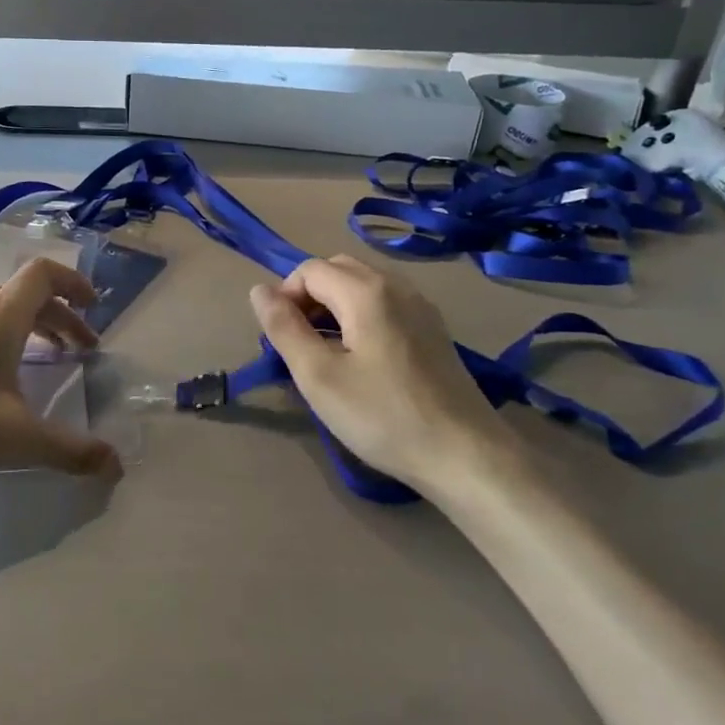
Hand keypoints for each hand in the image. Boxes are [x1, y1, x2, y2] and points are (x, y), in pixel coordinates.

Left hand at [0, 259, 121, 525]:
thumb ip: (68, 451)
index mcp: (0, 318)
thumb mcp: (15, 438)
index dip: (74, 282)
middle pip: (23, 295)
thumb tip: (116, 465)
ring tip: (40, 362)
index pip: (43, 274)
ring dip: (26, 328)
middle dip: (59, 316)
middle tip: (79, 348)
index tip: (95, 306)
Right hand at [249, 256, 524, 493]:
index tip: (280, 340)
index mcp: (366, 291)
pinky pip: (386, 304)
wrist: (465, 454)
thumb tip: (259, 290)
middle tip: (299, 344)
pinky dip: (361, 316)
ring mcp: (421, 307)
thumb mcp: (318, 376)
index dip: (285, 297)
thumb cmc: (382, 416)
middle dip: (308, 297)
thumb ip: (284, 328)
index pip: (309, 270)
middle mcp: (397, 286)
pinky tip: (361, 359)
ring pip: (363, 286)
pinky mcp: (434, 330)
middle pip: (338, 270)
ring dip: (334, 306)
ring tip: (325, 353)